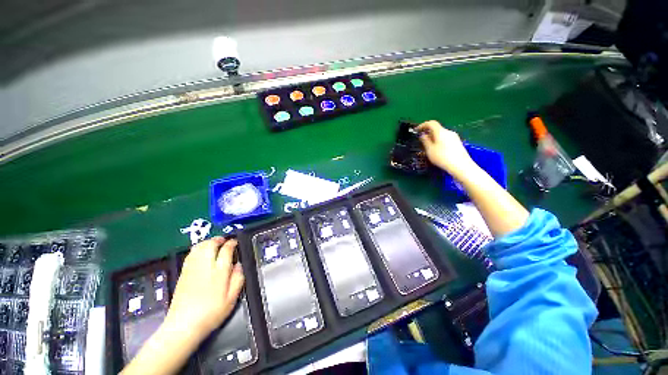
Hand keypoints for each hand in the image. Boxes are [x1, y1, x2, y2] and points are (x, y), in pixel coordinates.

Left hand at [164, 237, 243, 340]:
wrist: (183, 326)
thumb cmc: (211, 313)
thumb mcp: (231, 299)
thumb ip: (238, 279)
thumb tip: (239, 266)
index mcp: (219, 272)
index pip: (226, 250)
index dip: (232, 243)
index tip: (235, 242)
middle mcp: (205, 267)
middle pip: (210, 245)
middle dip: (218, 239)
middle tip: (224, 240)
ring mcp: (192, 269)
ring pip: (199, 247)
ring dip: (207, 242)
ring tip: (213, 243)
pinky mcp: (183, 274)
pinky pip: (190, 255)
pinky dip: (197, 249)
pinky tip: (200, 252)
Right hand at [416, 120, 477, 177]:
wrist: (460, 166)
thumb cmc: (442, 157)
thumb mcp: (429, 150)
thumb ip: (425, 141)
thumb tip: (423, 135)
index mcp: (441, 132)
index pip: (431, 123)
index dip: (423, 125)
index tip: (417, 130)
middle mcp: (448, 132)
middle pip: (437, 129)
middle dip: (428, 133)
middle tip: (422, 140)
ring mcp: (454, 137)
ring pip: (441, 135)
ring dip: (434, 138)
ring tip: (429, 147)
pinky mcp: (458, 143)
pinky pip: (446, 139)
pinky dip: (439, 142)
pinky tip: (437, 150)